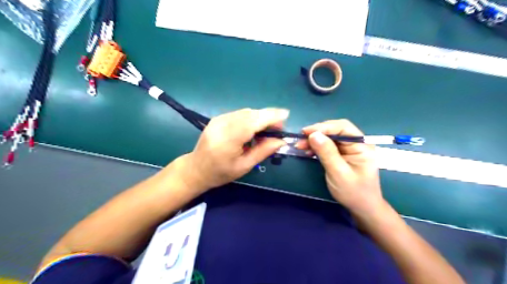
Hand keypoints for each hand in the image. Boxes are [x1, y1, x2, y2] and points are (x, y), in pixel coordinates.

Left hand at [183, 108, 286, 191]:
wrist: (196, 168)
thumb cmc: (221, 172)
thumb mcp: (244, 166)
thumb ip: (263, 151)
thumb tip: (281, 141)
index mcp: (229, 139)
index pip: (253, 121)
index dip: (271, 116)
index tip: (286, 115)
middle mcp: (223, 124)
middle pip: (251, 114)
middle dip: (268, 117)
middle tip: (278, 128)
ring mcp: (219, 119)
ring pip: (246, 112)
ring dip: (259, 117)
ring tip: (267, 130)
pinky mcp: (217, 118)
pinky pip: (239, 114)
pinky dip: (250, 118)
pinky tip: (253, 129)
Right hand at [295, 119, 381, 215]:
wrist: (362, 208)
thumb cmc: (353, 192)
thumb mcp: (338, 173)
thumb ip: (327, 153)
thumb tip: (313, 134)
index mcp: (362, 145)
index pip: (343, 128)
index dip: (324, 127)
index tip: (306, 132)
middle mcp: (356, 143)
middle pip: (335, 130)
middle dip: (318, 133)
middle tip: (301, 139)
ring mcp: (349, 149)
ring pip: (330, 137)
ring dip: (315, 140)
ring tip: (300, 145)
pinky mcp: (342, 154)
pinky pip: (328, 146)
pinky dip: (317, 146)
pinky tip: (308, 150)